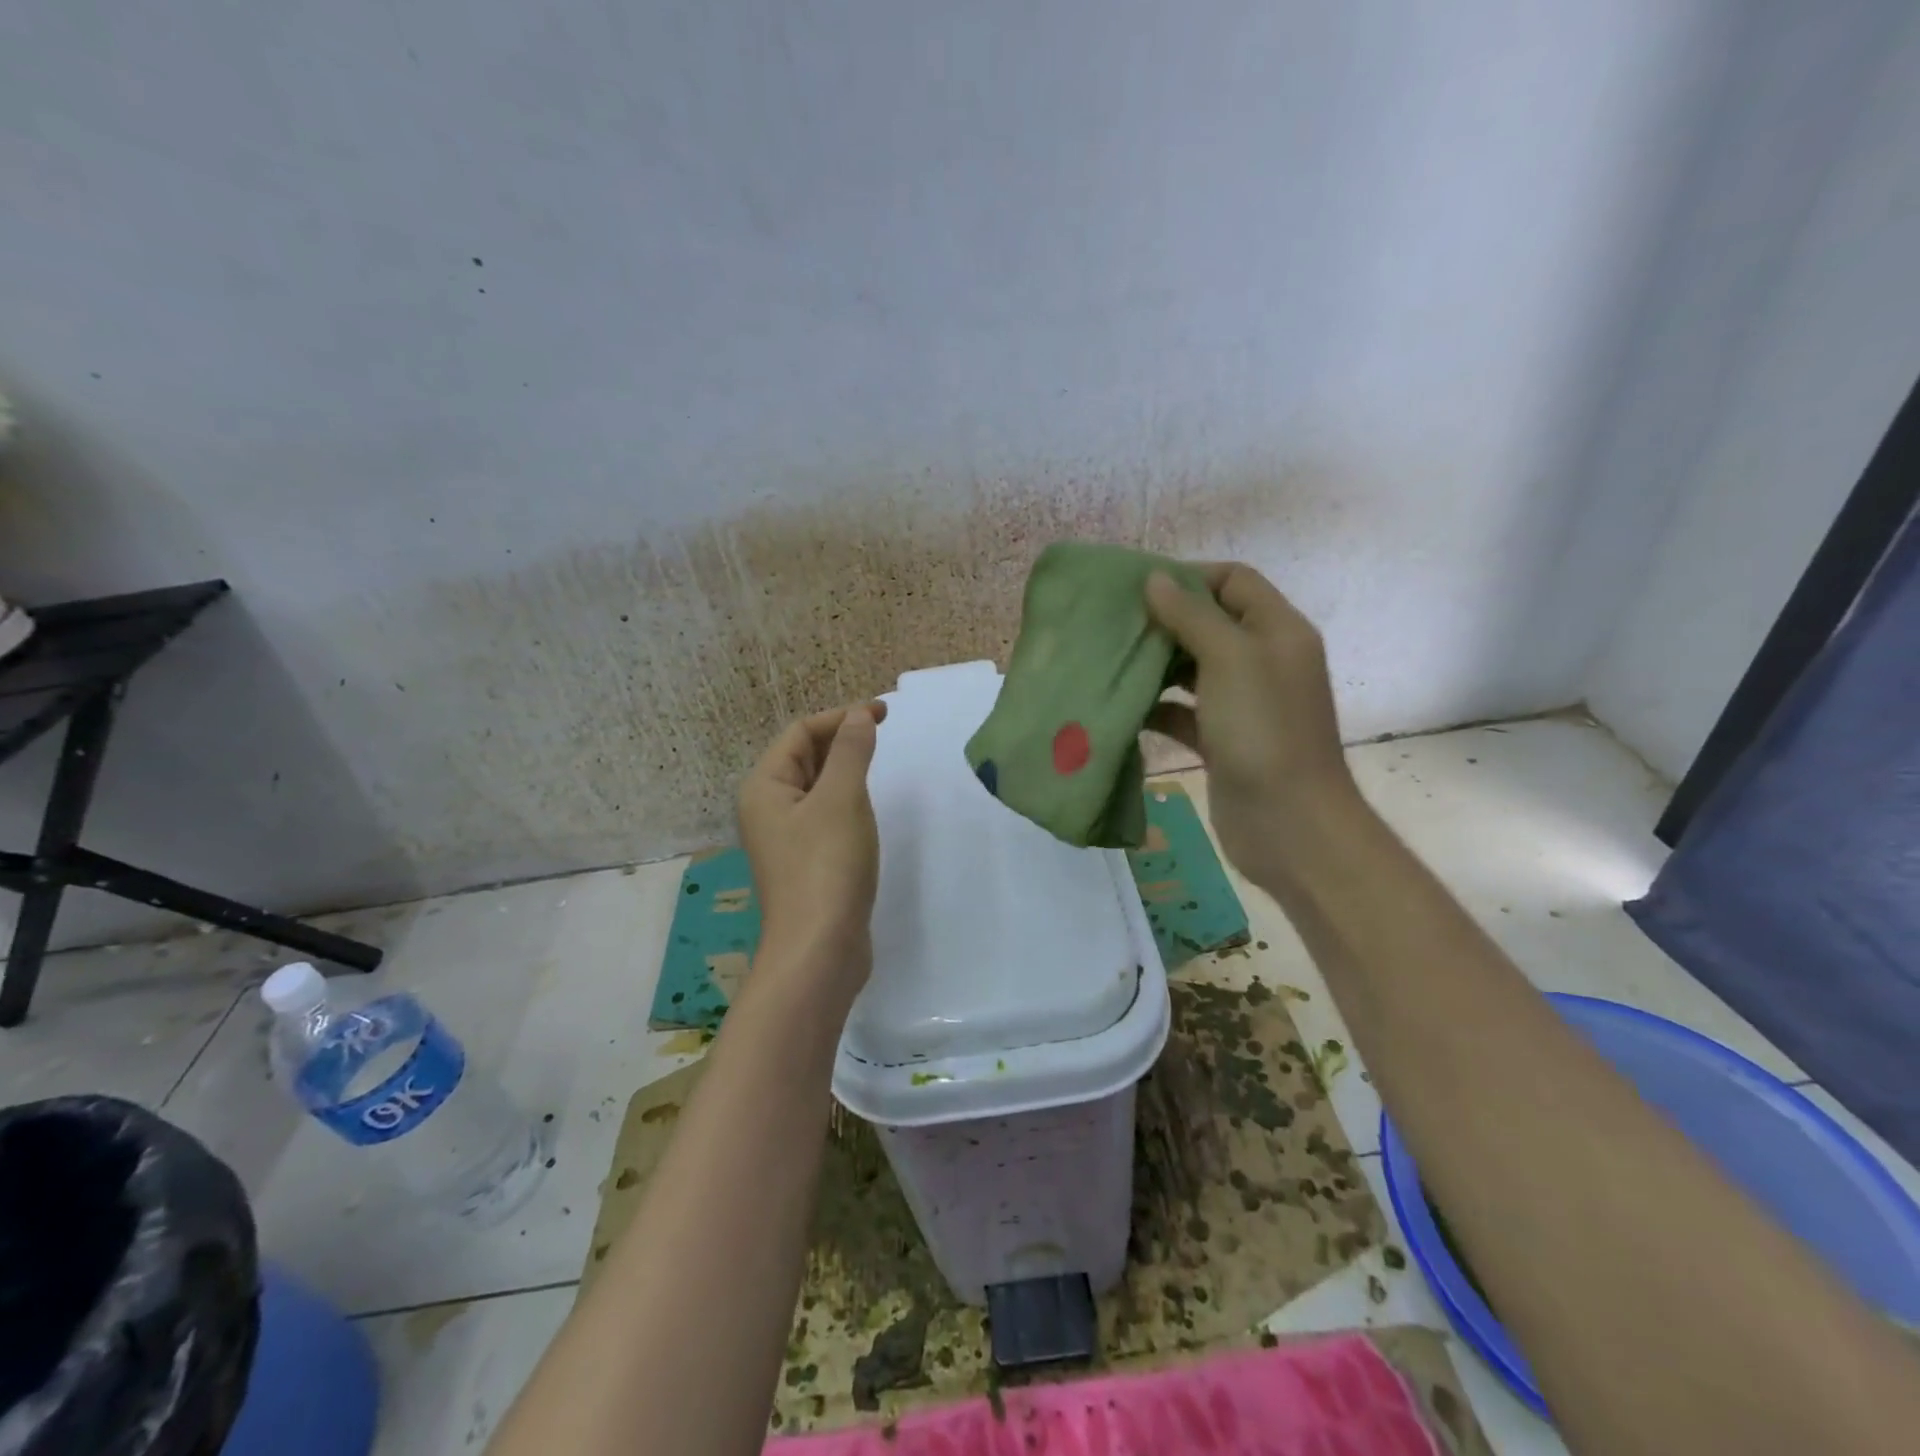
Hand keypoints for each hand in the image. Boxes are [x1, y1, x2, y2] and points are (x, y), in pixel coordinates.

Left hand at [738, 702, 887, 996]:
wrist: (820, 950)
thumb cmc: (827, 865)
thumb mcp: (842, 799)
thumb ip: (850, 751)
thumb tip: (859, 715)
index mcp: (764, 787)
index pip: (800, 733)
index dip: (840, 717)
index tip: (883, 714)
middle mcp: (767, 809)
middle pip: (803, 757)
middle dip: (841, 740)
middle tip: (882, 734)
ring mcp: (785, 839)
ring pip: (815, 788)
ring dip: (844, 769)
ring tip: (877, 765)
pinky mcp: (806, 862)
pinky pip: (824, 816)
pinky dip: (845, 801)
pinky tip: (866, 809)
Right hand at [1144, 564, 1359, 881]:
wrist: (1289, 823)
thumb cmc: (1263, 730)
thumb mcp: (1230, 659)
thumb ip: (1191, 616)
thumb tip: (1155, 580)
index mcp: (1277, 631)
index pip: (1234, 581)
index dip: (1189, 576)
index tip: (1139, 588)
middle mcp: (1263, 661)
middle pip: (1211, 623)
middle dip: (1166, 620)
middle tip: (1116, 624)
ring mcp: (1244, 703)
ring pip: (1194, 669)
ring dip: (1157, 664)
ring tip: (1111, 660)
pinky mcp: (1223, 740)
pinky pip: (1185, 712)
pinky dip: (1158, 707)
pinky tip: (1125, 707)